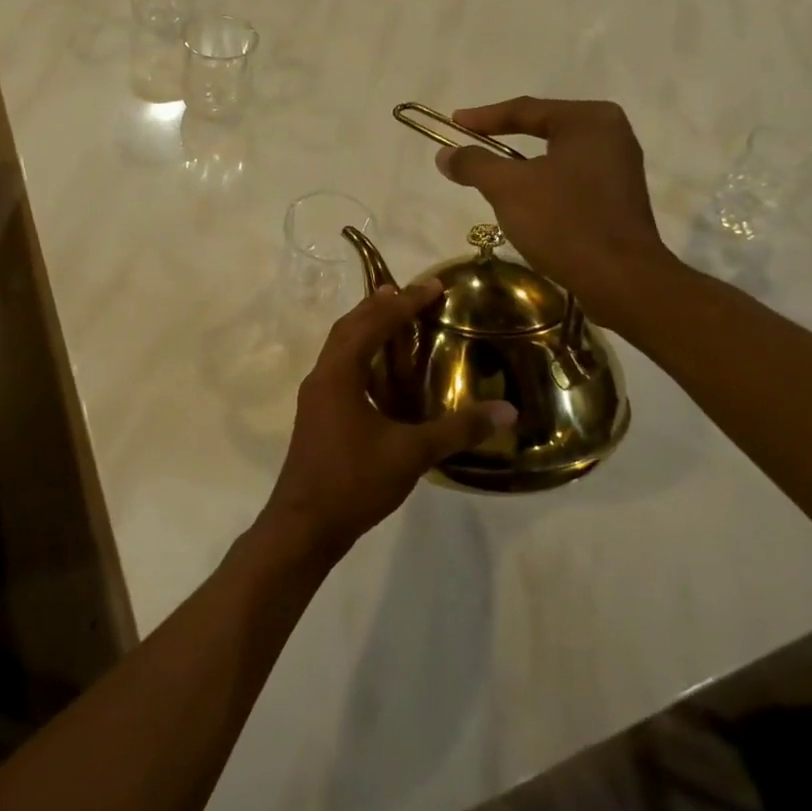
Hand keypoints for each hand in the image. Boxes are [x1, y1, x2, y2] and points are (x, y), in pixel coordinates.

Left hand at [261, 283, 514, 562]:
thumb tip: (507, 410)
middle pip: (349, 327)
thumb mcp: (411, 454)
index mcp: (339, 374)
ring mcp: (315, 396)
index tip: (433, 286)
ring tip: (395, 318)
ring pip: (340, 347)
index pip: (373, 324)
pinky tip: (380, 370)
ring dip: (366, 328)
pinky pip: (339, 367)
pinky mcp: (316, 414)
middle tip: (411, 293)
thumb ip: (458, 429)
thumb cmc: (354, 481)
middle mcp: (322, 376)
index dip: (404, 303)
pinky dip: (361, 354)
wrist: (304, 525)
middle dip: (380, 306)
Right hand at [435, 97, 675, 325]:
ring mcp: (619, 167)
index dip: (483, 117)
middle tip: (470, 143)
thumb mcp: (508, 188)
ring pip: (556, 156)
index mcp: (588, 120)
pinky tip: (524, 200)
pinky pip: (570, 179)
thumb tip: (445, 154)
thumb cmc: (564, 222)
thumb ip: (474, 164)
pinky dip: (542, 183)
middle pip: (543, 128)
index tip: (453, 123)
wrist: (621, 279)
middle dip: (504, 138)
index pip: (525, 109)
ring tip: (490, 173)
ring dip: (522, 165)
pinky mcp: (618, 198)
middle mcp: (610, 134)